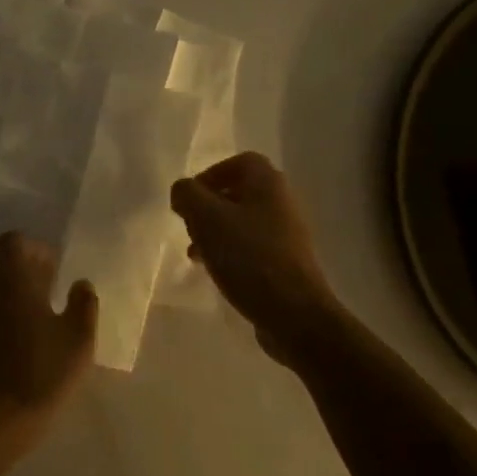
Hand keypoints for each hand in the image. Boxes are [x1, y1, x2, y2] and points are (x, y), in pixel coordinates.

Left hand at [0, 233, 97, 427]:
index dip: (32, 250)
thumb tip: (81, 285)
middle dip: (13, 267)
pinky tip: (1, 340)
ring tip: (21, 316)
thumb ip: (83, 304)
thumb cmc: (44, 372)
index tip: (51, 270)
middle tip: (38, 289)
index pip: (13, 241)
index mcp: (12, 278)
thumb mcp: (79, 339)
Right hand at [170, 152, 341, 365]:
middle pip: (241, 192)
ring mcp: (287, 235)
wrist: (294, 313)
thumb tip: (183, 191)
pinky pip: (252, 247)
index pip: (241, 161)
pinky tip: (215, 271)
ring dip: (216, 231)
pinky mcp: (285, 264)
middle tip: (190, 225)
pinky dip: (230, 252)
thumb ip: (188, 195)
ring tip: (196, 252)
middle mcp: (282, 203)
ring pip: (243, 222)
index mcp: (268, 184)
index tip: (191, 198)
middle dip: (210, 206)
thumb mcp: (206, 219)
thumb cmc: (248, 257)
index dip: (212, 173)